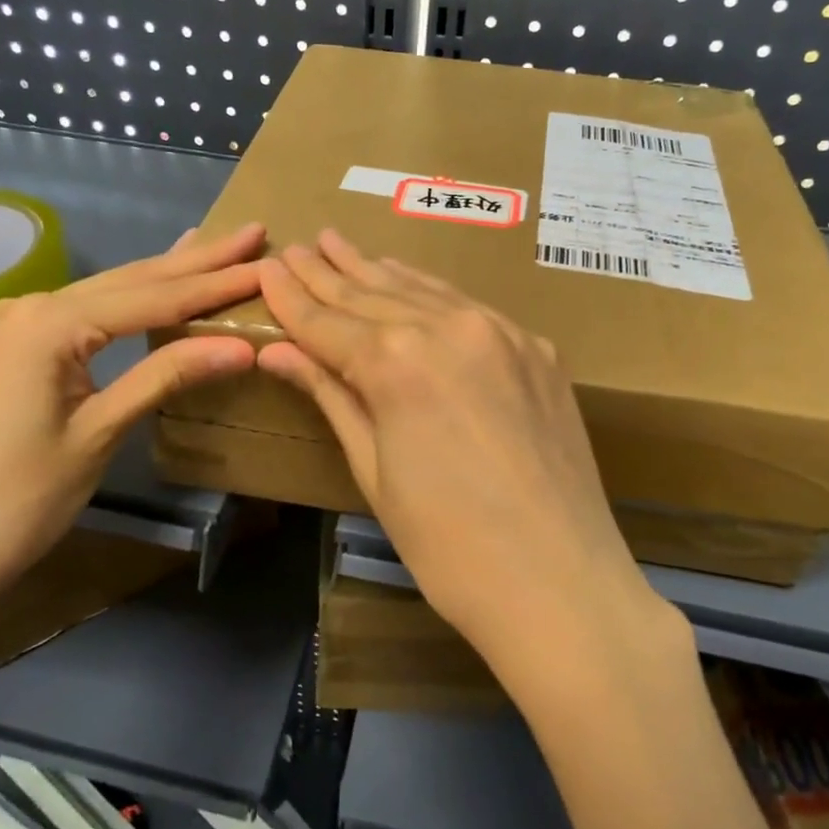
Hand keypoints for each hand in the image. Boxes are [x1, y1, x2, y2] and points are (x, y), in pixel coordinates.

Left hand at [0, 223, 266, 662]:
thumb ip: (165, 377)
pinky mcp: (10, 351)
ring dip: (164, 275)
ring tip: (214, 248)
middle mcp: (30, 308)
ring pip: (107, 293)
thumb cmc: (14, 501)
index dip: (214, 284)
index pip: (153, 297)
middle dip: (196, 261)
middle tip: (251, 235)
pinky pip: (84, 313)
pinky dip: (128, 299)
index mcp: (50, 323)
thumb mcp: (98, 434)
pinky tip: (147, 282)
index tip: (265, 264)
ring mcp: (14, 327)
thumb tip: (240, 347)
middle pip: (131, 281)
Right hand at [256, 230, 654, 661]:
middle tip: (297, 245)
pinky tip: (409, 281)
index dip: (292, 297)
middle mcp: (448, 327)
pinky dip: (429, 292)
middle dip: (327, 272)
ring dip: (376, 270)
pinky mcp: (536, 347)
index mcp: (397, 362)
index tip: (267, 268)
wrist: (561, 584)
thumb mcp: (374, 472)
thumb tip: (280, 352)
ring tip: (340, 245)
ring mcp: (500, 332)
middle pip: (372, 294)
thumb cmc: (448, 546)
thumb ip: (332, 397)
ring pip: (421, 289)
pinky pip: (468, 306)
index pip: (328, 321)